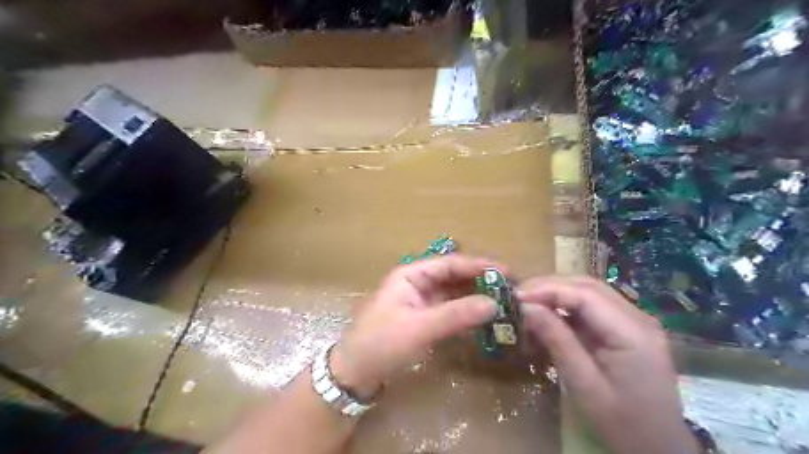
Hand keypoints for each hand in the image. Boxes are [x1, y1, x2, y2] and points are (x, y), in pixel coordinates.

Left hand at [328, 255, 499, 396]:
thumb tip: (494, 303)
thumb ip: (456, 315)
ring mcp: (420, 301)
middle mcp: (417, 283)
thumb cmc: (381, 343)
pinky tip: (484, 319)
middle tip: (512, 289)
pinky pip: (450, 311)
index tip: (508, 272)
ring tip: (504, 302)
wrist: (354, 373)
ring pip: (454, 294)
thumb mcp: (419, 328)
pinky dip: (466, 313)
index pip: (451, 264)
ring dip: (476, 297)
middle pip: (454, 276)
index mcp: (411, 274)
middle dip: (481, 281)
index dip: (480, 266)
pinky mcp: (423, 319)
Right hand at [518, 276, 701, 453]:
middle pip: (588, 286)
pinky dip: (566, 307)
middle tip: (519, 296)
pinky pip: (592, 307)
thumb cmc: (622, 424)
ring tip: (529, 303)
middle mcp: (637, 318)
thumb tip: (527, 307)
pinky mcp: (626, 328)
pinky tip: (548, 315)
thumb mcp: (583, 384)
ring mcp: (634, 321)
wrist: (660, 448)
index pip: (585, 294)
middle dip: (550, 286)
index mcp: (632, 333)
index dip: (548, 289)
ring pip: (589, 292)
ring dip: (557, 293)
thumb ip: (557, 340)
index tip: (517, 295)